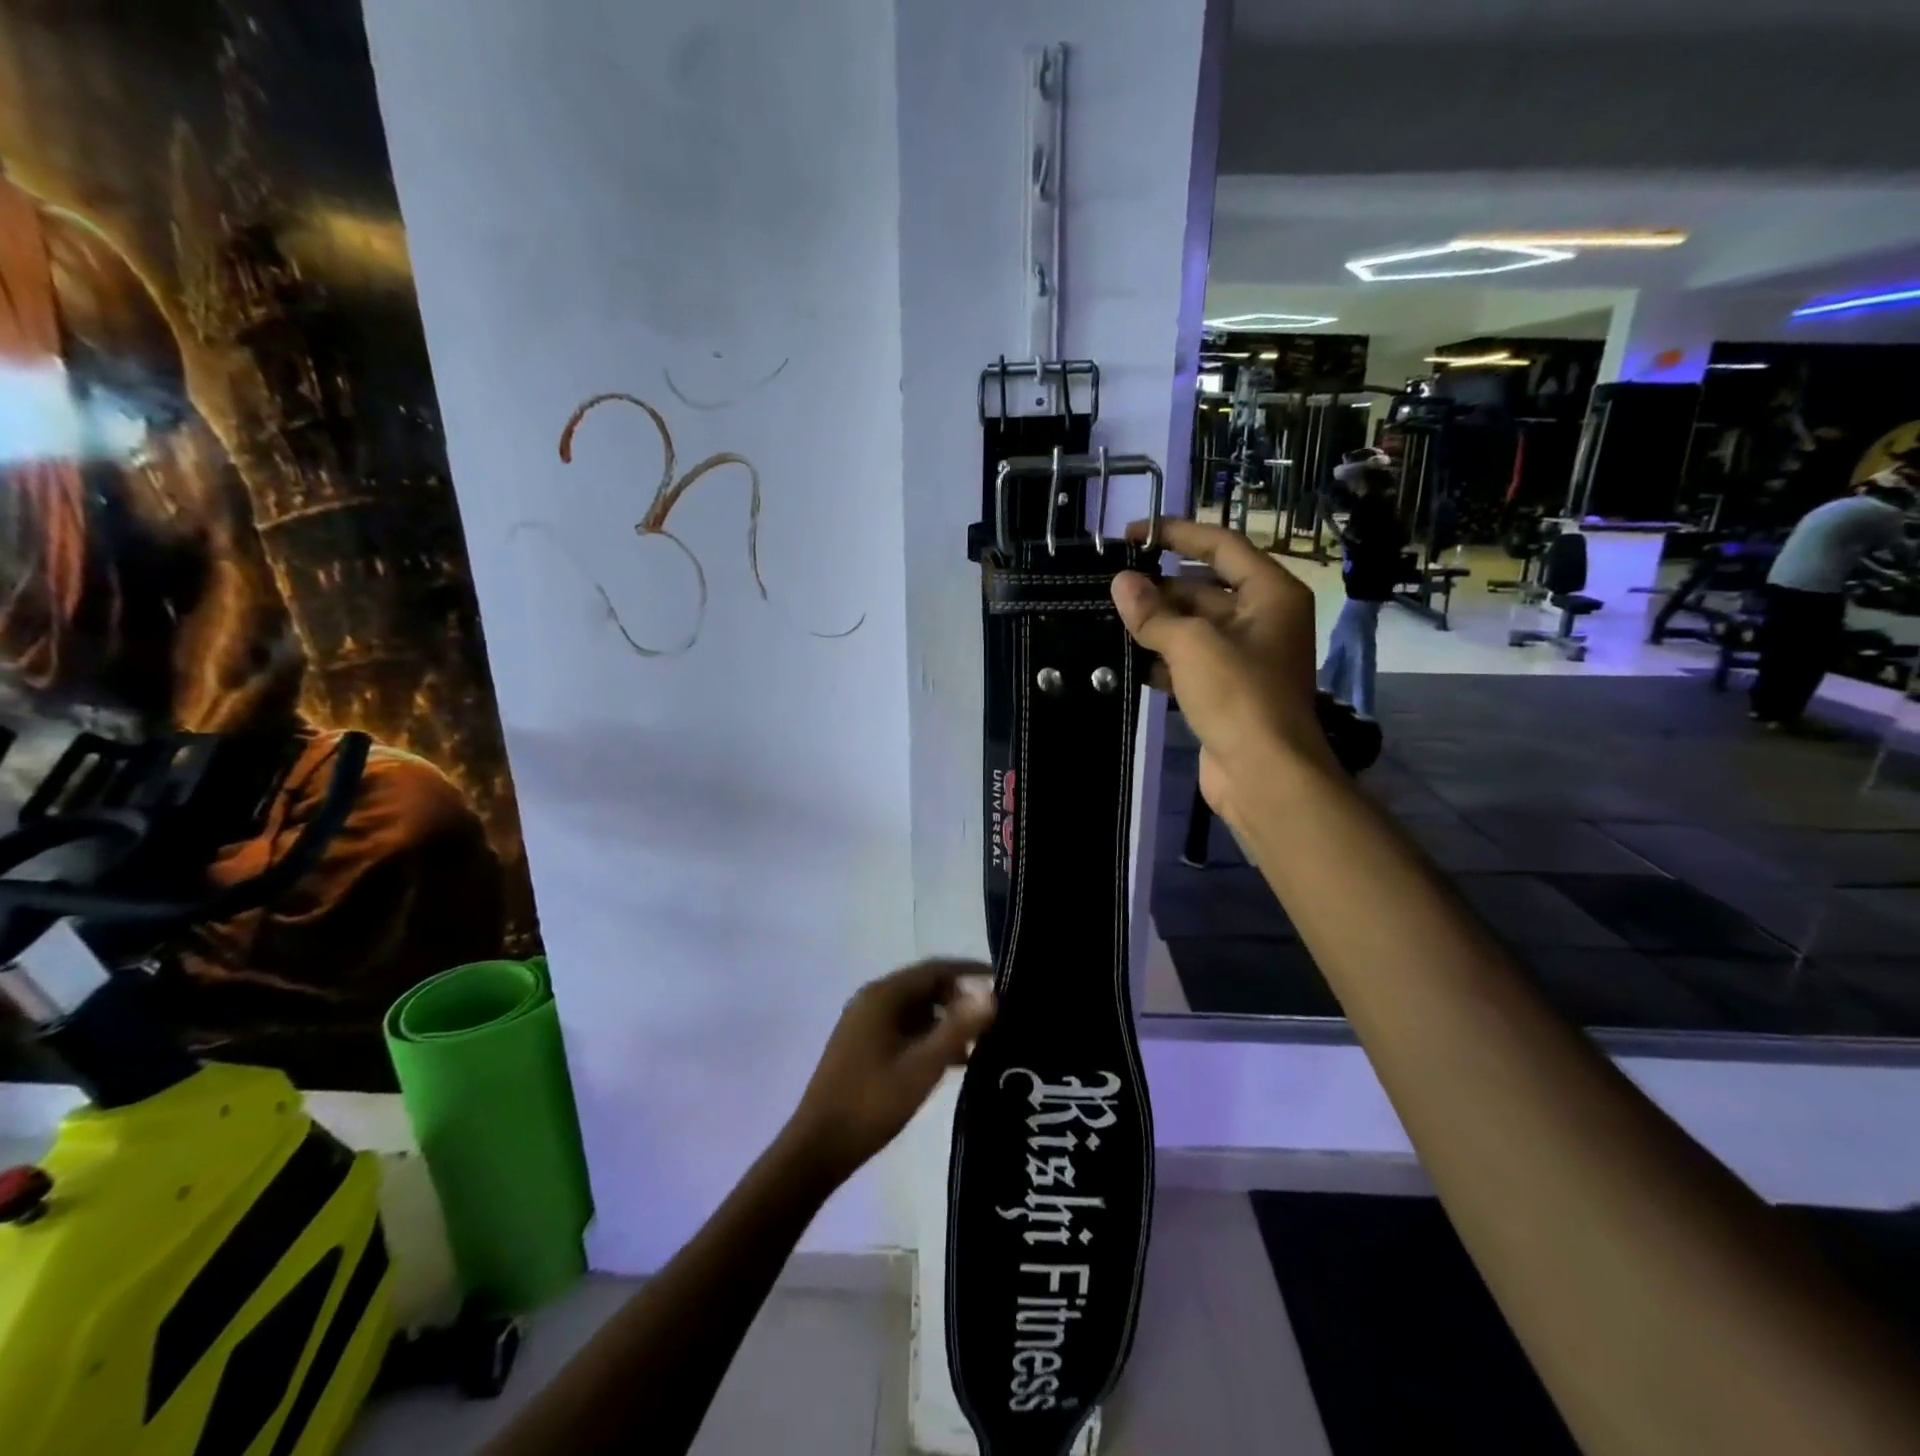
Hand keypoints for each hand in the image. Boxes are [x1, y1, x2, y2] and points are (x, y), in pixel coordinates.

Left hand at [784, 960, 996, 1181]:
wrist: (818, 1147)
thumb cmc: (873, 1102)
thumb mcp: (923, 1066)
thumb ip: (958, 1028)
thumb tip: (991, 995)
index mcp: (883, 996)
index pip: (934, 969)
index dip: (969, 971)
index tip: (1000, 980)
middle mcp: (871, 1000)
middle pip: (924, 987)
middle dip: (959, 1000)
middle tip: (991, 1021)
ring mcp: (863, 1023)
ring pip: (914, 1010)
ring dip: (945, 1022)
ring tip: (977, 1045)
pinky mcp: (861, 1045)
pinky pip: (902, 1028)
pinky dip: (927, 1037)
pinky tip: (949, 1062)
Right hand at [1111, 518, 1339, 823]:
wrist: (1264, 775)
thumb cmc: (1239, 696)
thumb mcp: (1192, 645)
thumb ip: (1153, 612)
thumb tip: (1120, 584)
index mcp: (1270, 594)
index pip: (1220, 546)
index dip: (1176, 534)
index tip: (1131, 535)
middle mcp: (1261, 619)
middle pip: (1203, 588)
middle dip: (1158, 588)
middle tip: (1108, 587)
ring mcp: (1244, 657)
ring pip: (1192, 628)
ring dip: (1154, 625)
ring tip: (1107, 618)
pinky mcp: (1225, 691)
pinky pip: (1187, 662)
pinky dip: (1159, 658)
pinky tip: (1124, 659)